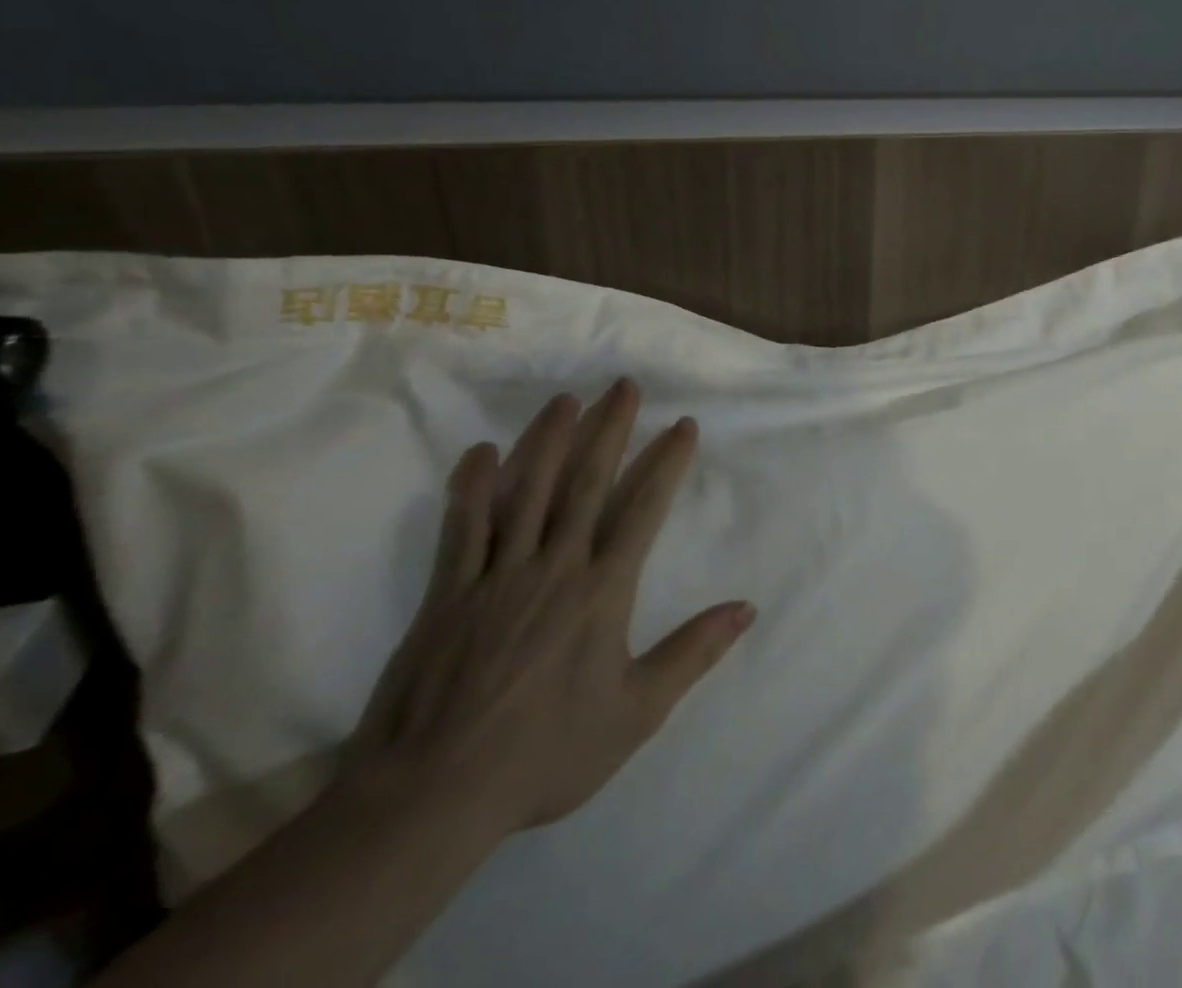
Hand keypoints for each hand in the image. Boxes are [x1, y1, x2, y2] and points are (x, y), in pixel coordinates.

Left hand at [346, 380, 753, 837]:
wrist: (433, 794)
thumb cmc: (546, 752)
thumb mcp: (637, 712)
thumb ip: (693, 653)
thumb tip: (748, 608)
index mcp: (602, 590)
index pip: (643, 509)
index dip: (666, 463)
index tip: (683, 425)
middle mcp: (555, 566)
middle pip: (585, 483)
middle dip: (610, 430)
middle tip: (624, 386)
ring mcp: (497, 574)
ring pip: (526, 491)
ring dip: (547, 440)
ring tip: (566, 400)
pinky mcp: (448, 591)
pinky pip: (462, 527)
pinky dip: (472, 486)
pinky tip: (481, 452)